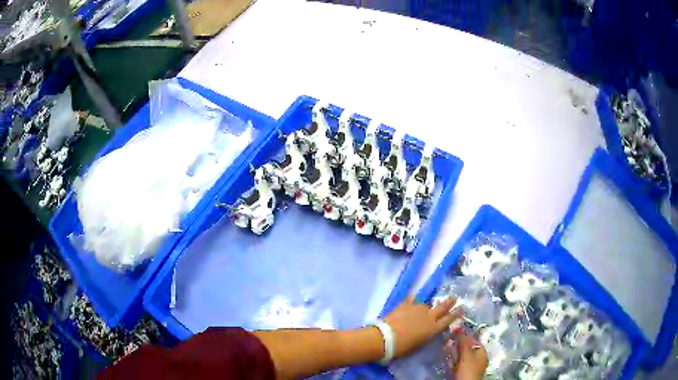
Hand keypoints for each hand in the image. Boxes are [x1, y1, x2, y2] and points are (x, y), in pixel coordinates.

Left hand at [382, 296, 461, 358]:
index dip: (456, 314)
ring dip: (426, 307)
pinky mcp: (405, 304)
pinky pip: (411, 299)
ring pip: (426, 305)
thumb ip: (427, 335)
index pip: (449, 319)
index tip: (461, 308)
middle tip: (454, 298)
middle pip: (442, 307)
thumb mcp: (420, 344)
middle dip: (449, 303)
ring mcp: (417, 308)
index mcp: (434, 329)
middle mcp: (429, 316)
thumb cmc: (402, 348)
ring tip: (422, 309)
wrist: (385, 338)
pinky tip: (412, 298)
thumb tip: (429, 331)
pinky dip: (412, 300)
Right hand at [445, 331, 487, 379]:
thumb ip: (463, 341)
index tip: (453, 331)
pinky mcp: (461, 372)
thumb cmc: (468, 369)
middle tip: (448, 338)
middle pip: (466, 347)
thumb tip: (458, 327)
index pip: (473, 340)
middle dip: (457, 342)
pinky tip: (446, 355)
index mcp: (482, 352)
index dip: (464, 335)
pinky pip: (456, 362)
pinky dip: (451, 358)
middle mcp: (477, 358)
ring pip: (460, 355)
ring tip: (445, 344)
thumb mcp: (466, 354)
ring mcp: (469, 366)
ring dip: (453, 350)